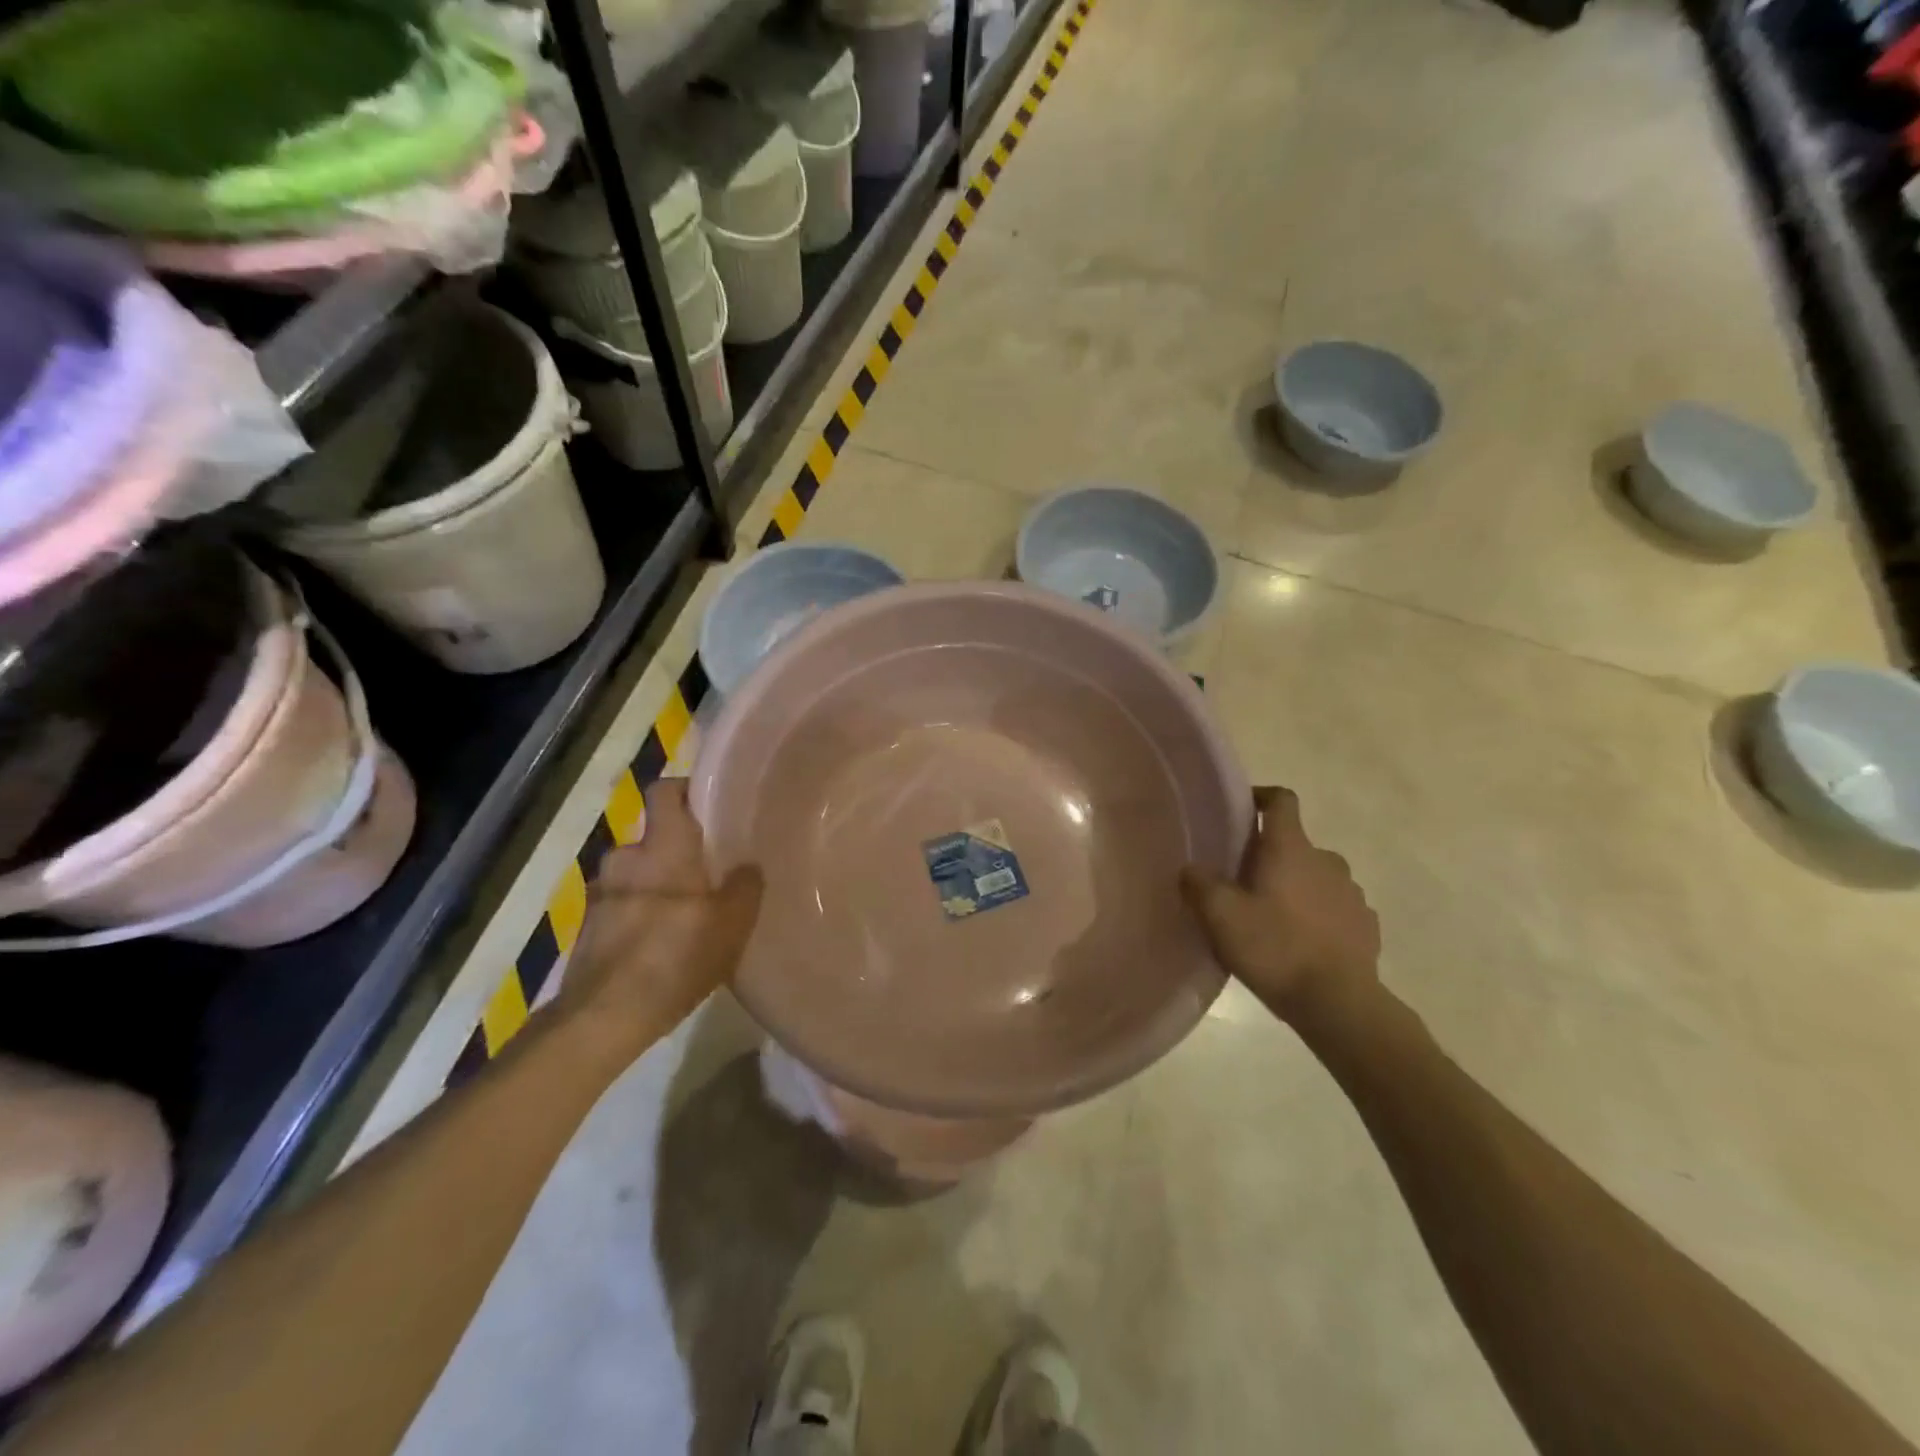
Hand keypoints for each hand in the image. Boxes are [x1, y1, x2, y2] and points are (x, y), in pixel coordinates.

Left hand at [554, 779, 762, 1048]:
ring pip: (636, 873)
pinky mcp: (589, 927)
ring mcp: (601, 894)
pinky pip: (622, 904)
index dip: (686, 790)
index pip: (665, 791)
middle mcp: (626, 860)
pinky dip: (640, 912)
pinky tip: (661, 942)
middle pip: (653, 837)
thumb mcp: (731, 924)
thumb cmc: (675, 957)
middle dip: (676, 849)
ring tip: (685, 911)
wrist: (603, 1017)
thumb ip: (745, 887)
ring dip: (656, 884)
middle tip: (708, 869)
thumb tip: (747, 868)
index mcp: (662, 848)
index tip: (709, 803)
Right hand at [1181, 787, 1380, 1022]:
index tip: (1242, 811)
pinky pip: (1336, 908)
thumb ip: (1199, 884)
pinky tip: (1302, 943)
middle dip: (1271, 857)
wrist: (1339, 1004)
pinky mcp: (1366, 926)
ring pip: (1317, 877)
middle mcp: (1326, 860)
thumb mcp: (1220, 916)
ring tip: (1273, 918)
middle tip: (1243, 883)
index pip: (1281, 800)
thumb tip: (1192, 868)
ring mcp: (1352, 894)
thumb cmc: (1275, 948)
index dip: (1261, 797)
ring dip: (1297, 887)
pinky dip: (1318, 915)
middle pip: (1295, 844)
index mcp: (1290, 848)